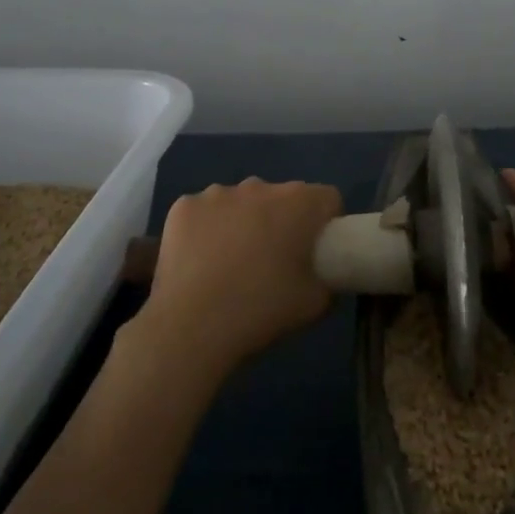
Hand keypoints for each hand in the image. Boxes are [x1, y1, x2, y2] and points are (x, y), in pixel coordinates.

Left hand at [138, 178, 342, 378]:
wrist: (191, 327)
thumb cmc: (261, 310)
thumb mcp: (316, 304)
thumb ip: (330, 279)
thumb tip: (325, 273)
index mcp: (299, 203)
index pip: (327, 198)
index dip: (326, 222)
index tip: (317, 251)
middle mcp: (260, 186)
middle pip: (281, 197)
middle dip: (282, 220)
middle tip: (273, 261)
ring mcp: (218, 193)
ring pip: (241, 201)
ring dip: (243, 222)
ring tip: (231, 264)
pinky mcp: (184, 206)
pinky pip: (205, 212)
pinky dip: (207, 229)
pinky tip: (201, 261)